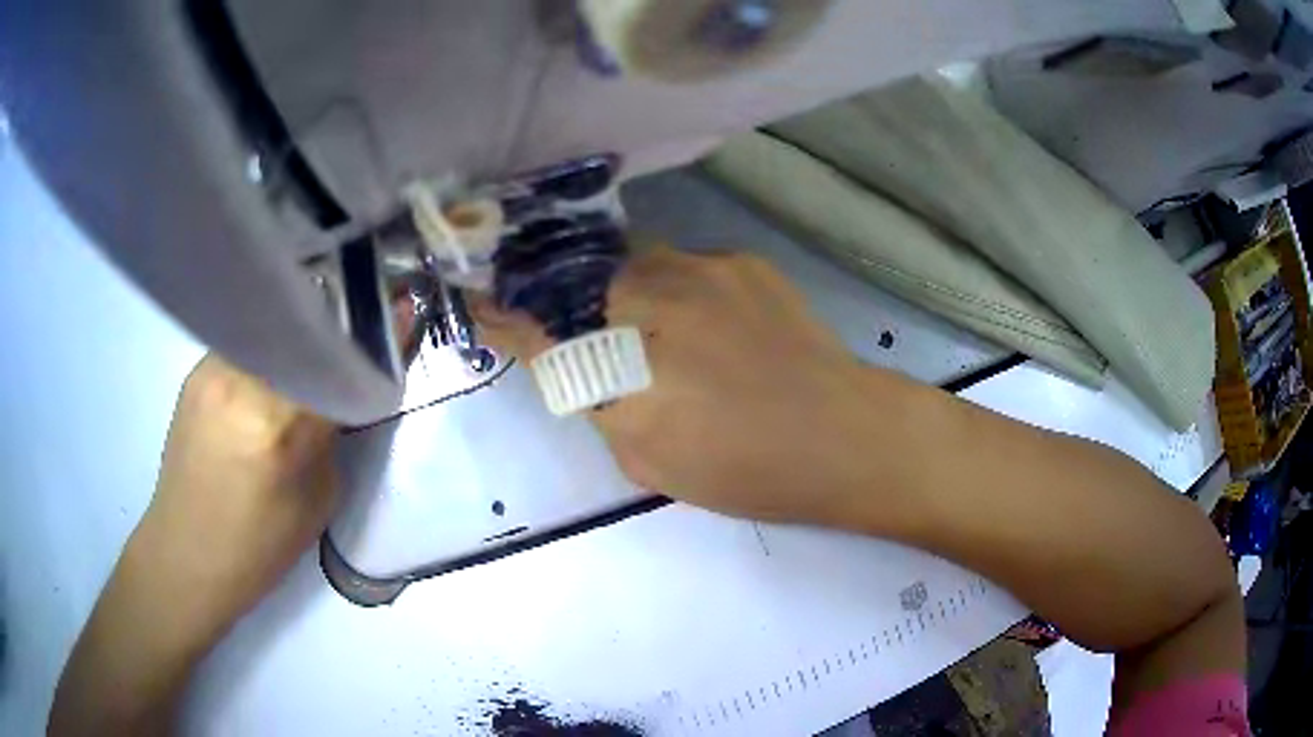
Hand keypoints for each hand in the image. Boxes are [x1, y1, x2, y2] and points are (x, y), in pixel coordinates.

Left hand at [50, 354, 342, 736]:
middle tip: (354, 339)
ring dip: (299, 338)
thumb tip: (344, 391)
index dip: (375, 337)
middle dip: (337, 329)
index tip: (400, 315)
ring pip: (273, 328)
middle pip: (306, 328)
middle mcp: (243, 382)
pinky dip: (269, 350)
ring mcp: (214, 369)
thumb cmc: (259, 547)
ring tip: (312, 355)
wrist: (186, 553)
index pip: (340, 360)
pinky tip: (271, 373)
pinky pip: (246, 343)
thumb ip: (331, 438)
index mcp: (280, 427)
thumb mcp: (319, 500)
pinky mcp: (196, 371)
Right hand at [476, 246, 892, 527]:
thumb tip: (583, 369)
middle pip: (590, 286)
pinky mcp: (744, 260)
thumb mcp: (651, 461)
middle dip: (593, 310)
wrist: (845, 437)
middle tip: (624, 344)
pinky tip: (723, 327)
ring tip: (681, 336)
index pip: (542, 336)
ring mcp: (703, 270)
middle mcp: (652, 303)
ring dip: (641, 295)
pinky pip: (692, 266)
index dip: (508, 321)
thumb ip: (603, 408)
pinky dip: (689, 292)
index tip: (483, 305)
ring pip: (640, 267)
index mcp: (624, 369)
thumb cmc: (748, 469)